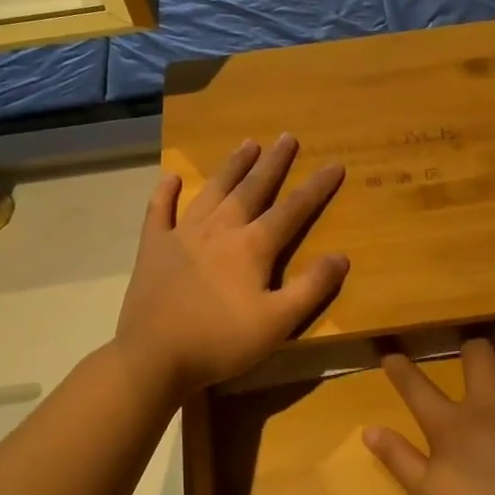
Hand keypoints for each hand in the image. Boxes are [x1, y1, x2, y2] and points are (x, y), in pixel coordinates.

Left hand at [115, 135, 347, 400]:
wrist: (153, 357)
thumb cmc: (221, 341)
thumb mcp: (277, 322)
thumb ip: (311, 288)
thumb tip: (342, 256)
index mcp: (252, 247)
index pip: (292, 210)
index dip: (316, 187)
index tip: (334, 164)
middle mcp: (220, 229)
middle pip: (252, 189)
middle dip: (273, 163)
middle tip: (286, 137)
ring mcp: (182, 235)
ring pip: (212, 191)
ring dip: (231, 167)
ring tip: (247, 144)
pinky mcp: (153, 248)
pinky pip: (159, 212)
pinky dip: (165, 194)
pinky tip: (171, 178)